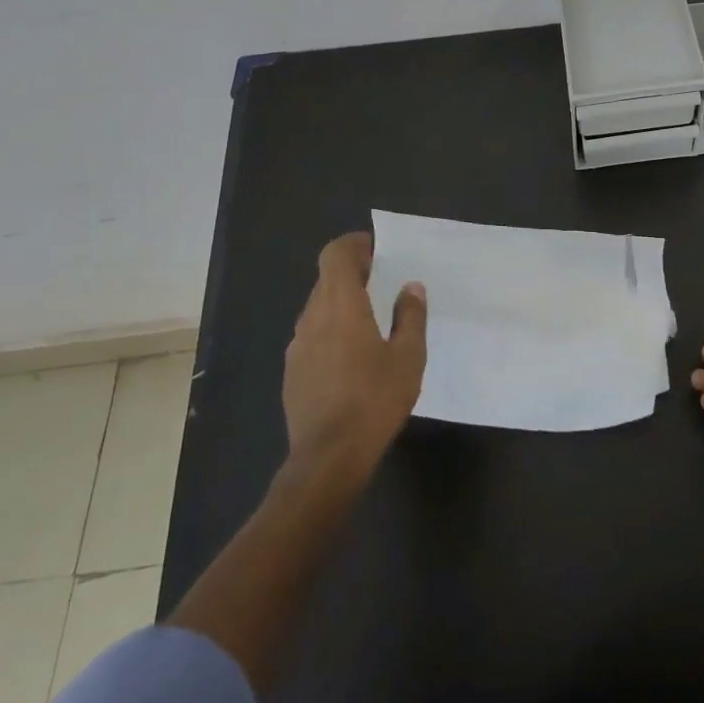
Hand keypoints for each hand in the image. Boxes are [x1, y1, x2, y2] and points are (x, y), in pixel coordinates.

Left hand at [282, 232, 427, 478]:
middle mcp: (312, 318)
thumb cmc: (375, 399)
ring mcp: (297, 346)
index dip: (353, 245)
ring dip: (341, 303)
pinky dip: (331, 330)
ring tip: (371, 321)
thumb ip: (410, 316)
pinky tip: (352, 357)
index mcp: (341, 306)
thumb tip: (410, 287)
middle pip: (326, 280)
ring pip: (318, 308)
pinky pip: (312, 335)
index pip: (335, 255)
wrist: (329, 456)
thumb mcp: (408, 356)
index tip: (376, 250)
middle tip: (383, 283)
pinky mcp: (292, 371)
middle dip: (353, 274)